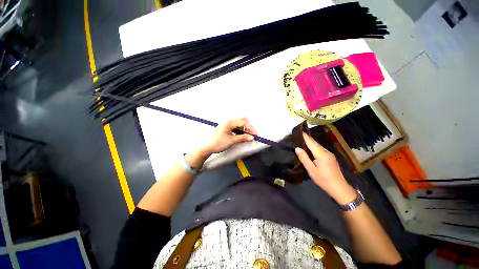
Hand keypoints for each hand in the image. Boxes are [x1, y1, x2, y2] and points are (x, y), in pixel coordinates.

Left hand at [201, 118, 256, 153]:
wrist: (208, 147)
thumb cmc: (219, 143)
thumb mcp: (232, 141)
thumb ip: (243, 138)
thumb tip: (252, 137)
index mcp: (229, 123)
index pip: (243, 121)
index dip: (250, 127)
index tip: (254, 134)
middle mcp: (228, 121)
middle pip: (242, 121)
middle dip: (248, 127)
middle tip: (252, 135)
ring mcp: (227, 124)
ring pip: (239, 124)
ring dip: (245, 129)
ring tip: (248, 136)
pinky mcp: (227, 128)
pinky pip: (236, 127)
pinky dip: (241, 130)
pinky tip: (242, 135)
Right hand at [295, 132, 356, 203]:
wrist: (339, 188)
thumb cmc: (323, 179)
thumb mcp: (311, 170)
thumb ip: (304, 158)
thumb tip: (297, 148)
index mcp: (321, 153)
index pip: (311, 141)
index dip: (304, 136)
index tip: (297, 131)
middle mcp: (326, 151)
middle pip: (314, 143)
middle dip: (306, 139)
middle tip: (296, 137)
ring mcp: (329, 154)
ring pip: (317, 146)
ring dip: (309, 144)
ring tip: (301, 143)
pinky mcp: (330, 158)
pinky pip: (320, 150)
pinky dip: (313, 148)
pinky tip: (309, 151)